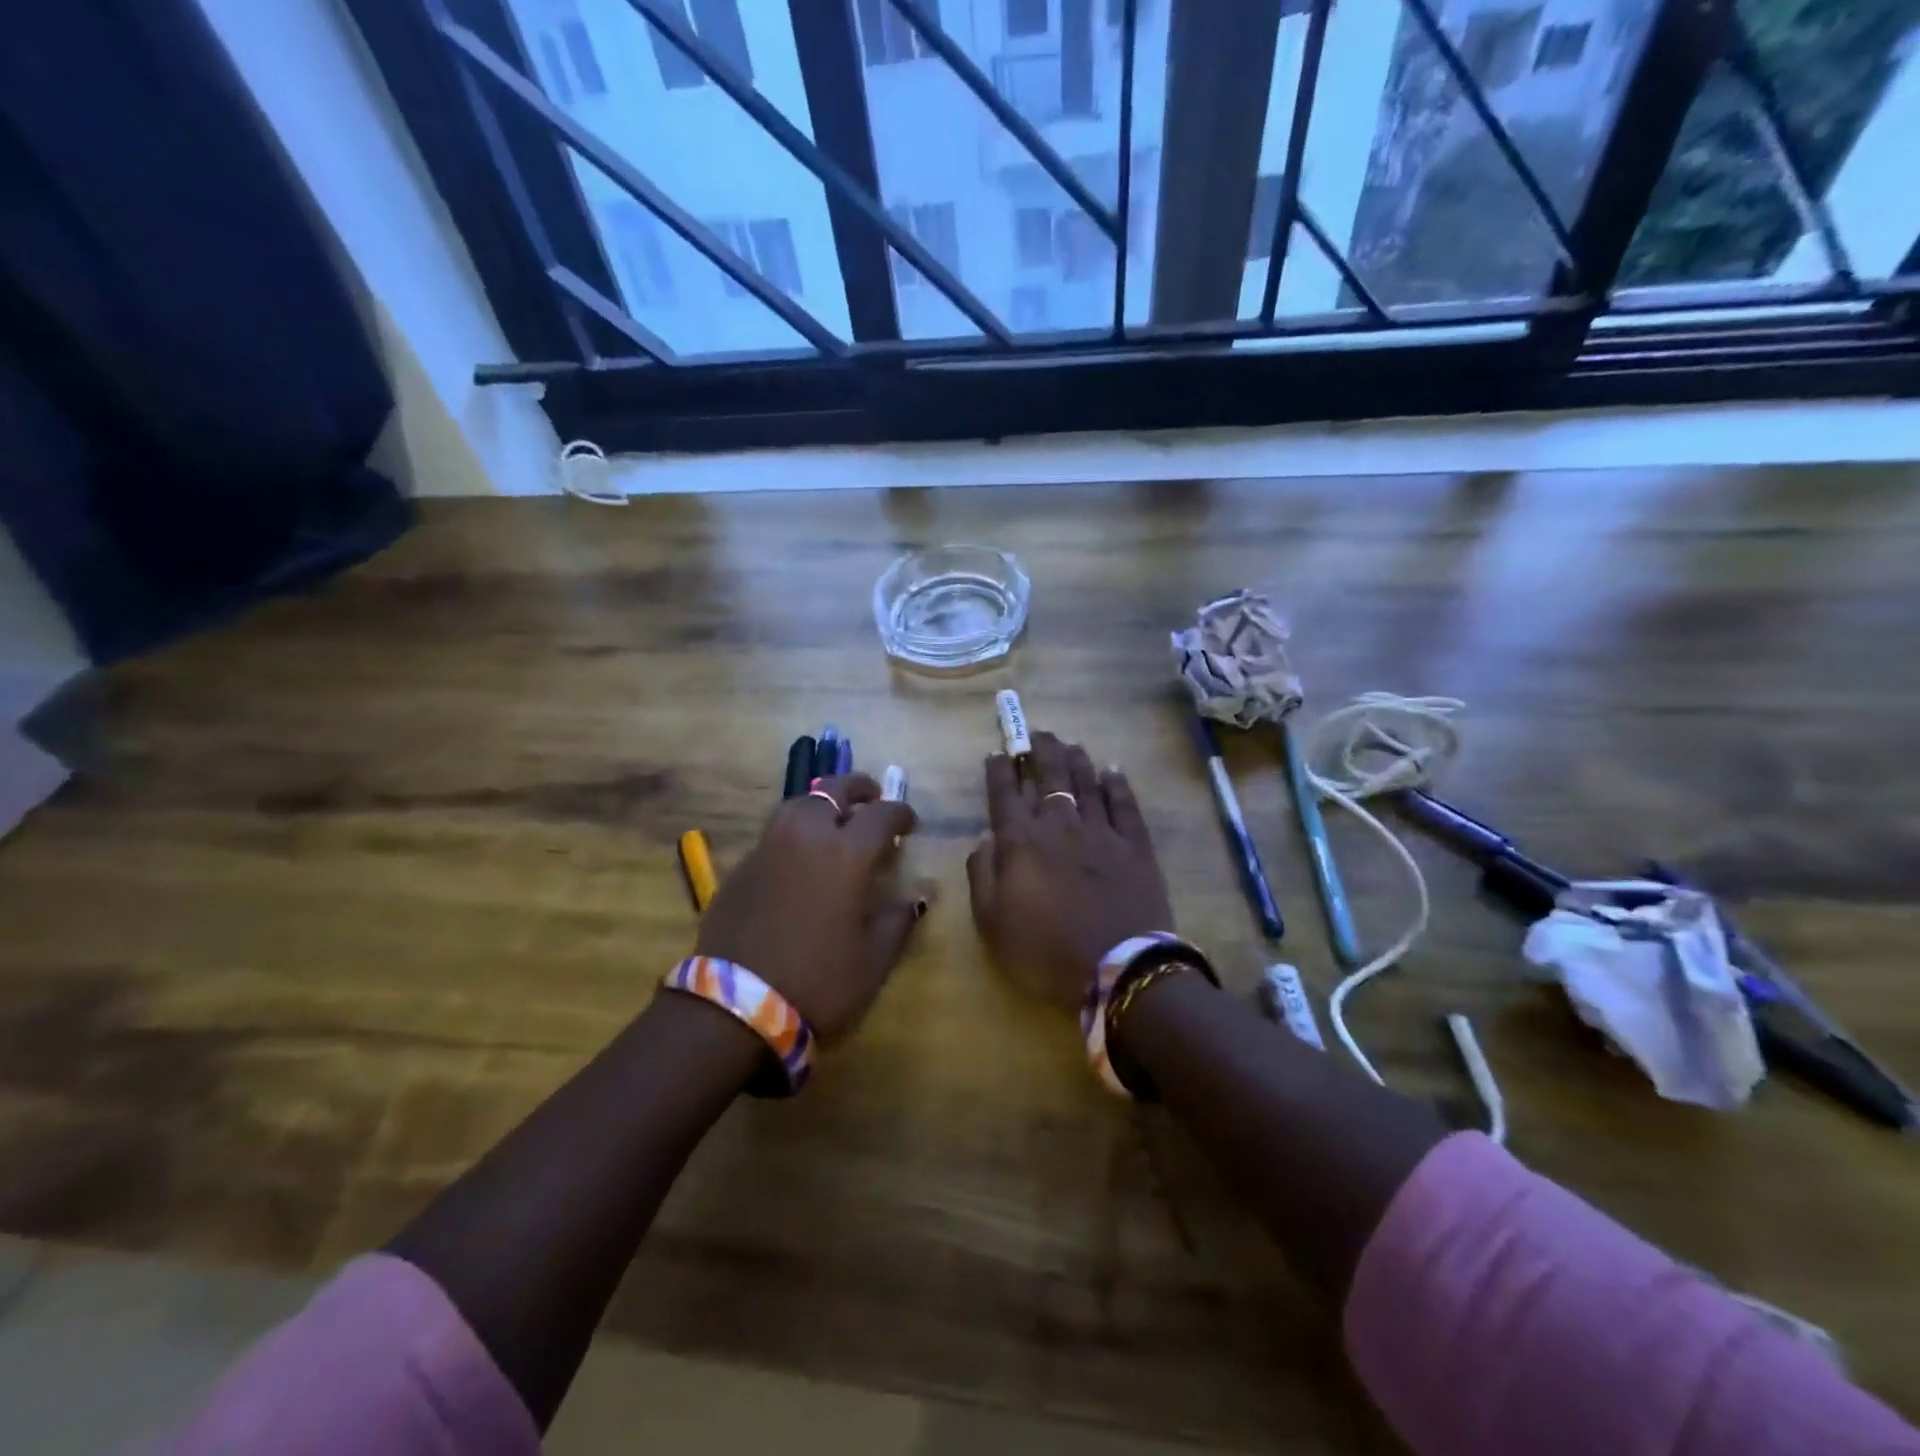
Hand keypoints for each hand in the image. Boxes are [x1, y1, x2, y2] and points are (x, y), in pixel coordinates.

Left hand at [694, 774, 921, 1042]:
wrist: (735, 1008)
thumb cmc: (818, 982)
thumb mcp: (873, 960)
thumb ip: (897, 921)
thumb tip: (914, 899)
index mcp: (847, 853)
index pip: (882, 814)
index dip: (901, 813)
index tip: (909, 824)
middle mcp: (807, 836)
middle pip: (834, 789)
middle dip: (858, 789)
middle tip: (872, 799)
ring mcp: (768, 847)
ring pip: (799, 803)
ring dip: (822, 804)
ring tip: (835, 821)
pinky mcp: (741, 866)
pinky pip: (775, 834)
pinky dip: (795, 834)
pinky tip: (800, 859)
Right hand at [966, 733, 1175, 1013]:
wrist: (1117, 968)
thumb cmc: (1045, 950)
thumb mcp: (991, 922)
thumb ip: (982, 874)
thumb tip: (985, 837)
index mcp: (1021, 841)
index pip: (1005, 794)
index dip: (1000, 771)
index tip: (997, 753)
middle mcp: (1059, 824)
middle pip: (1048, 776)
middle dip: (1040, 751)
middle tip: (1037, 734)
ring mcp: (1100, 831)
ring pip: (1086, 782)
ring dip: (1075, 760)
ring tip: (1069, 744)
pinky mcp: (1134, 844)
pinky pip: (1124, 804)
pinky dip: (1117, 784)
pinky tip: (1112, 770)